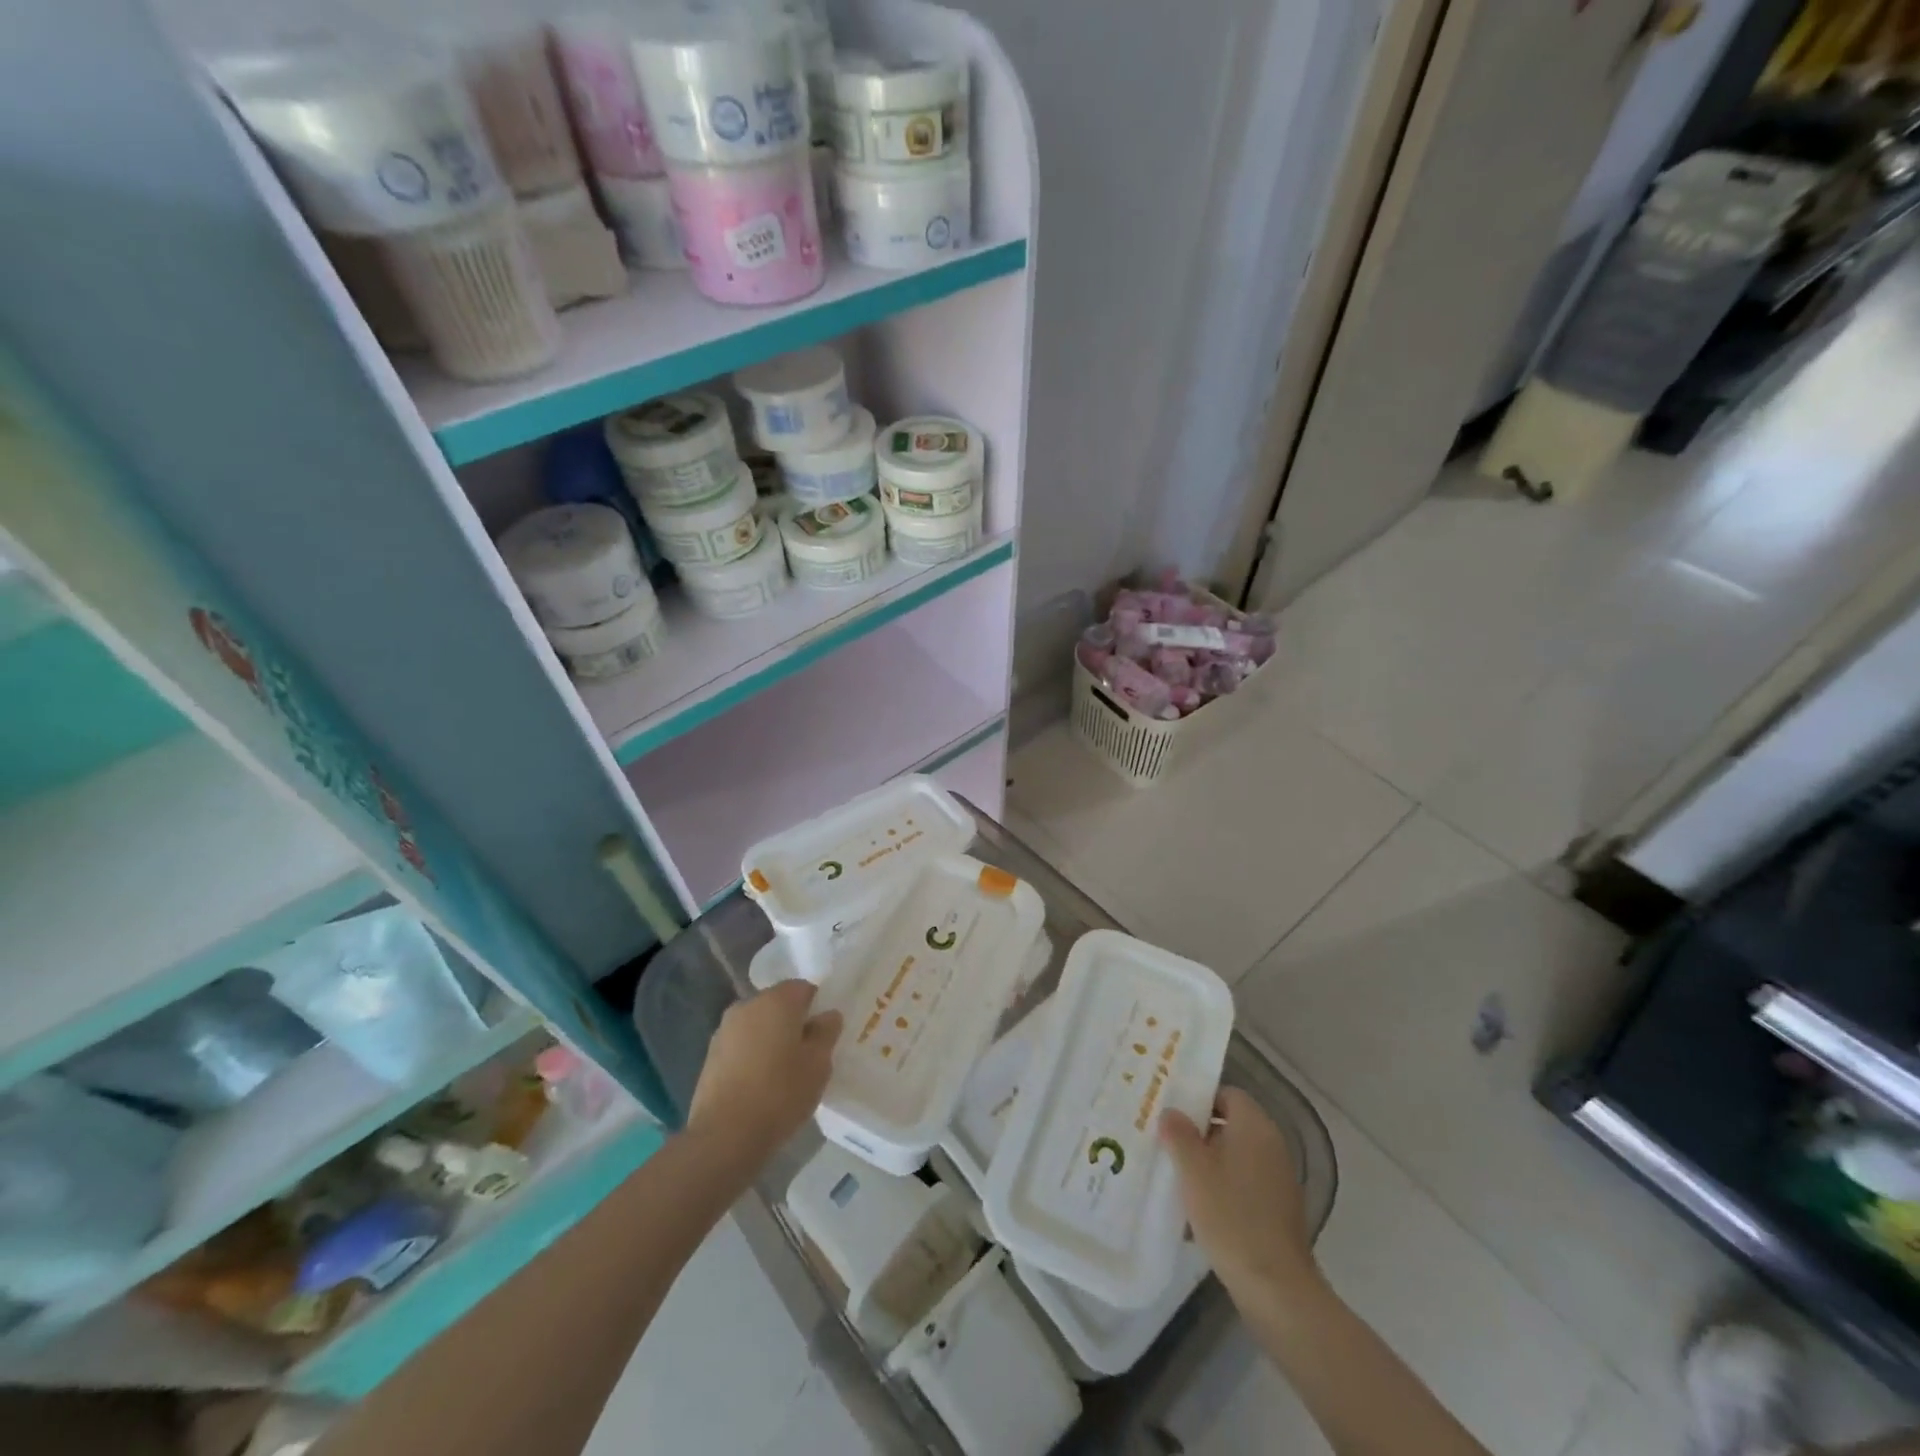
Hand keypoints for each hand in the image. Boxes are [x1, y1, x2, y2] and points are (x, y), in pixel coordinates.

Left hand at [687, 980, 841, 1172]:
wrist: (724, 1136)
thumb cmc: (780, 1093)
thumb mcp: (819, 1064)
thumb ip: (826, 1032)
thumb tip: (827, 1015)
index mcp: (777, 1000)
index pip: (805, 989)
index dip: (817, 1008)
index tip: (824, 1035)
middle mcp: (747, 1005)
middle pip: (778, 1005)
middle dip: (793, 1023)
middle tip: (806, 1055)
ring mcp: (724, 1030)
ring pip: (758, 1025)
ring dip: (770, 1040)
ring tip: (782, 1074)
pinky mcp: (709, 1055)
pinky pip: (740, 1046)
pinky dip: (752, 1056)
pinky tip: (759, 1085)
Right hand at [1160, 1087, 1320, 1308]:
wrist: (1276, 1286)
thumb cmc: (1231, 1215)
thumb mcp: (1193, 1170)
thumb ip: (1178, 1134)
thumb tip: (1171, 1112)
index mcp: (1254, 1126)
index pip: (1226, 1094)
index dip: (1199, 1099)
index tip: (1172, 1113)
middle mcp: (1272, 1144)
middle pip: (1231, 1124)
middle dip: (1199, 1132)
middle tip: (1167, 1142)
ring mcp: (1279, 1178)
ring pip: (1236, 1155)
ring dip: (1210, 1161)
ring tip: (1178, 1175)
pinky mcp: (1279, 1209)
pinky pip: (1246, 1182)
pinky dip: (1225, 1186)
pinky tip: (1201, 1208)